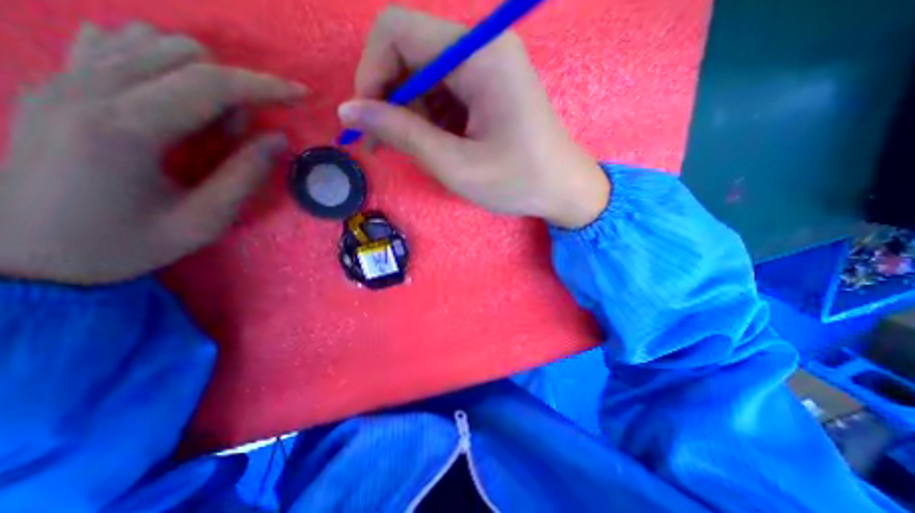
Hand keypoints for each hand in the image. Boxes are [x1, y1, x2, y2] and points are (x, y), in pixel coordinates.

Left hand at [0, 22, 305, 284]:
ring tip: (205, 120)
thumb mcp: (205, 221)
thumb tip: (278, 138)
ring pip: (152, 41)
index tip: (301, 94)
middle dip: (232, 89)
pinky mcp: (54, 82)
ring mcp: (60, 79)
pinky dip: (162, 63)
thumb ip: (246, 176)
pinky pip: (117, 43)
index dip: (265, 86)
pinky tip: (172, 98)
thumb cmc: (128, 244)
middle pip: (184, 55)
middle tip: (234, 136)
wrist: (26, 254)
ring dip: (201, 76)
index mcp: (124, 130)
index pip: (210, 84)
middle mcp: (85, 89)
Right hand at [336, 5, 606, 227]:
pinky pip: (442, 92)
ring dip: (410, 114)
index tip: (367, 123)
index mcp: (479, 55)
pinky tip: (441, 146)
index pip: (397, 32)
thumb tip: (350, 111)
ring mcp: (486, 66)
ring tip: (423, 152)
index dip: (370, 74)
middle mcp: (482, 47)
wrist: (562, 189)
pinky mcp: (488, 87)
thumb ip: (402, 134)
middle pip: (408, 53)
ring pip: (423, 76)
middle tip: (387, 146)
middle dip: (389, 100)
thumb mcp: (456, 165)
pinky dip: (430, 119)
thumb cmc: (517, 182)